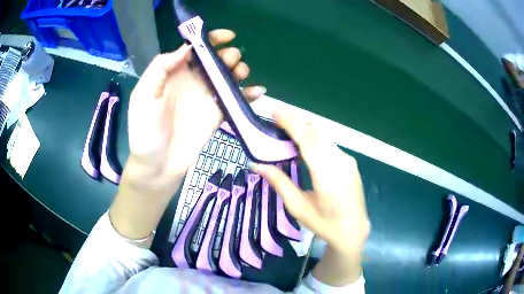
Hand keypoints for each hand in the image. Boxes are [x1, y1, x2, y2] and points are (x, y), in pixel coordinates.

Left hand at [124, 29, 265, 193]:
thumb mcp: (143, 95)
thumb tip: (186, 48)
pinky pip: (236, 100)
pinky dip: (249, 94)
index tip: (227, 36)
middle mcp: (192, 81)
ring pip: (228, 76)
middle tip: (230, 62)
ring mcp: (206, 98)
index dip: (211, 39)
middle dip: (227, 55)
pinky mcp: (217, 115)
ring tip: (240, 73)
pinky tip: (258, 91)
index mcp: (174, 73)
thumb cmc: (145, 130)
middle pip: (216, 60)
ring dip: (239, 70)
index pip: (195, 49)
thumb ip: (161, 68)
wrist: (157, 165)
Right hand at [253, 111, 369, 253]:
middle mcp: (340, 160)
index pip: (308, 138)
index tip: (274, 110)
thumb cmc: (325, 224)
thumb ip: (279, 183)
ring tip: (285, 125)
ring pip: (324, 135)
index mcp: (327, 174)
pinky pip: (329, 143)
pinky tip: (302, 141)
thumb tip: (257, 165)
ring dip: (304, 126)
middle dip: (295, 119)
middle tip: (275, 116)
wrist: (354, 231)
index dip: (290, 122)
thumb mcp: (299, 208)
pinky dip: (313, 136)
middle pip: (316, 131)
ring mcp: (348, 160)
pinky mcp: (349, 162)